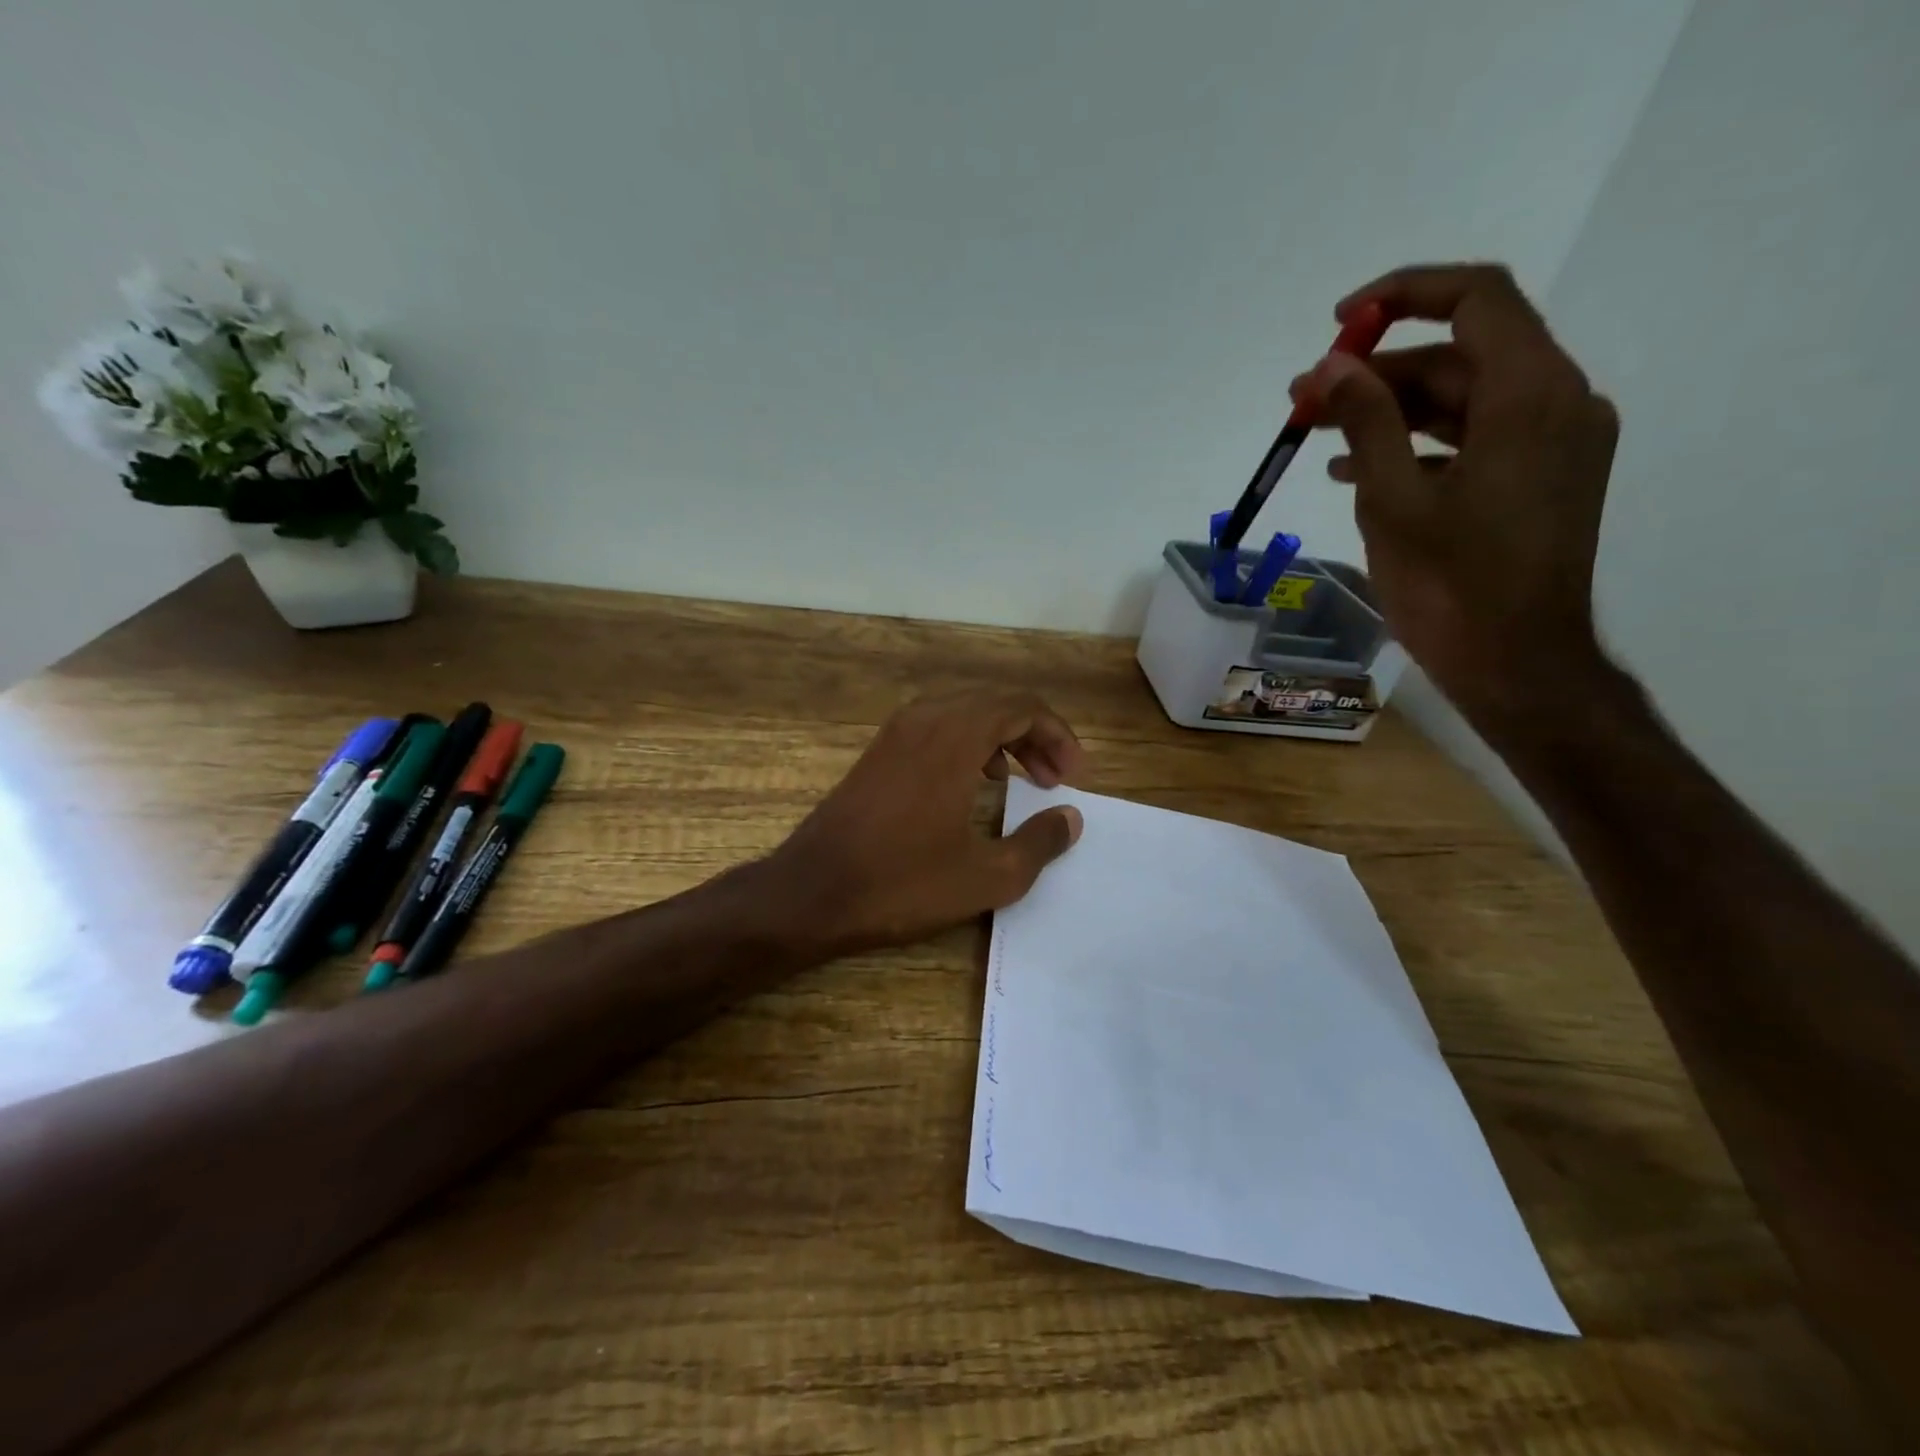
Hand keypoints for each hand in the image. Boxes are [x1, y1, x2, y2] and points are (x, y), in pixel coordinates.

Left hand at [760, 691, 1084, 955]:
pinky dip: (968, 744)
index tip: (1074, 777)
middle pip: (996, 704)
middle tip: (1055, 780)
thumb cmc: (902, 883)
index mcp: (955, 736)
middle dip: (1034, 736)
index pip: (1023, 708)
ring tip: (1023, 781)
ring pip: (965, 713)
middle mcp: (925, 719)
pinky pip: (937, 727)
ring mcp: (896, 732)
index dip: (1058, 737)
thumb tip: (1071, 818)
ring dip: (1001, 739)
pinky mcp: (879, 752)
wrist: (811, 892)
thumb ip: (1038, 843)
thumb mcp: (986, 876)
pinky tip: (974, 784)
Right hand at [1290, 263, 1620, 730]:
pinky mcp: (1541, 479)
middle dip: (1377, 372)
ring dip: (1390, 411)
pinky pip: (1475, 438)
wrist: (1515, 663)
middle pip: (1461, 355)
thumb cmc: (1451, 586)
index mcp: (1530, 395)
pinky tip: (1358, 470)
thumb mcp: (1392, 501)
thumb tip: (1328, 366)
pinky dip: (1418, 443)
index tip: (1338, 324)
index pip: (1475, 299)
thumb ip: (1364, 421)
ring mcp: (1554, 443)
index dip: (1403, 296)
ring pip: (1464, 399)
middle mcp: (1558, 402)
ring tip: (1317, 435)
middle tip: (1304, 401)